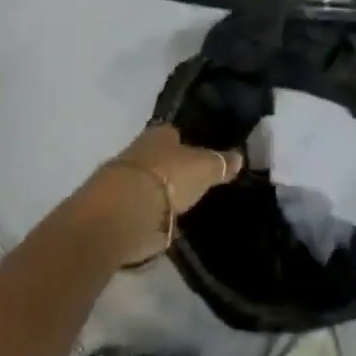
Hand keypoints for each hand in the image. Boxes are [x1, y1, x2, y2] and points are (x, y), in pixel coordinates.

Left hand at [86, 125, 243, 267]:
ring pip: (147, 180)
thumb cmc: (169, 178)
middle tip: (189, 181)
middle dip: (170, 167)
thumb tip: (240, 156)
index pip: (175, 134)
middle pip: (159, 156)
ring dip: (157, 191)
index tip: (198, 156)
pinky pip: (138, 206)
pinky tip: (159, 222)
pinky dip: (147, 213)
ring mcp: (124, 179)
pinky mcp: (115, 207)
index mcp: (160, 133)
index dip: (187, 144)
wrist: (125, 211)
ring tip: (176, 204)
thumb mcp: (204, 169)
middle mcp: (139, 149)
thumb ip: (221, 163)